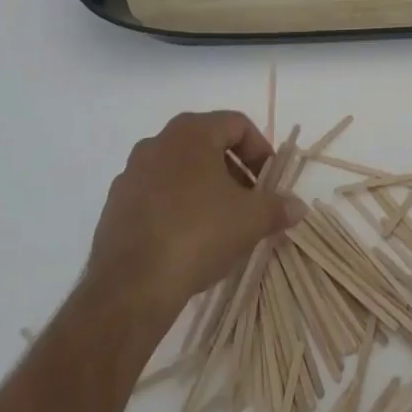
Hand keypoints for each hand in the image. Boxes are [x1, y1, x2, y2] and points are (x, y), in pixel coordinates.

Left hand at [88, 112, 304, 317]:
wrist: (130, 287)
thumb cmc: (198, 234)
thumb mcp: (251, 220)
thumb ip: (277, 206)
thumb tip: (297, 207)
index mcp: (191, 132)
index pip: (237, 124)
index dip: (260, 150)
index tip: (269, 181)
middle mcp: (157, 142)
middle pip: (207, 145)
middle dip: (234, 170)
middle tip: (250, 201)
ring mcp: (131, 174)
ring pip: (180, 170)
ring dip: (205, 189)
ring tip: (220, 223)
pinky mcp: (114, 206)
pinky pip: (156, 195)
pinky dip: (176, 207)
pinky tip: (187, 240)